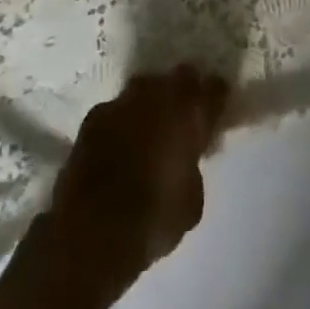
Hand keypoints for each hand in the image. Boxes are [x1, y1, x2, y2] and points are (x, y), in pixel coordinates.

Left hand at [44, 66, 229, 294]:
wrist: (92, 231)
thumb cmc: (154, 218)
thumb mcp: (191, 201)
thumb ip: (193, 167)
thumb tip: (187, 160)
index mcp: (190, 113)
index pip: (215, 88)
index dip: (217, 97)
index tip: (217, 108)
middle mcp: (159, 95)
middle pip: (179, 77)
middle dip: (184, 91)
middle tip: (183, 115)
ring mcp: (123, 102)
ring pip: (145, 88)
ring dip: (150, 103)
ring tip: (148, 127)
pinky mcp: (93, 117)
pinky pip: (116, 110)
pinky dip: (120, 122)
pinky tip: (118, 143)